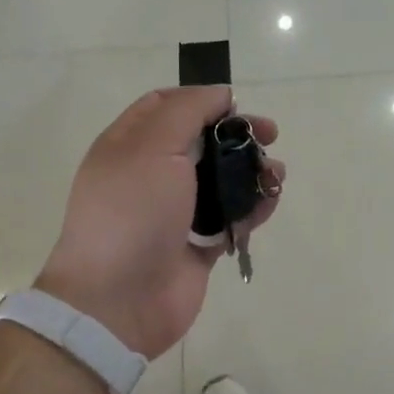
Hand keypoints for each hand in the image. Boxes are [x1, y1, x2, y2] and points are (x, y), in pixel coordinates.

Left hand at [37, 86, 283, 359]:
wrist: (118, 300)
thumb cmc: (132, 212)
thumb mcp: (154, 146)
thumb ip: (188, 111)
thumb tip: (220, 94)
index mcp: (130, 145)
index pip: (165, 105)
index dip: (202, 99)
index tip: (235, 106)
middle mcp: (151, 174)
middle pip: (202, 141)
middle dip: (238, 134)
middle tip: (270, 135)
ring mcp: (175, 212)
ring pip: (222, 179)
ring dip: (252, 171)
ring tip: (274, 175)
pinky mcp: (197, 244)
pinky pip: (232, 217)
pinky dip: (253, 208)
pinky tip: (268, 203)